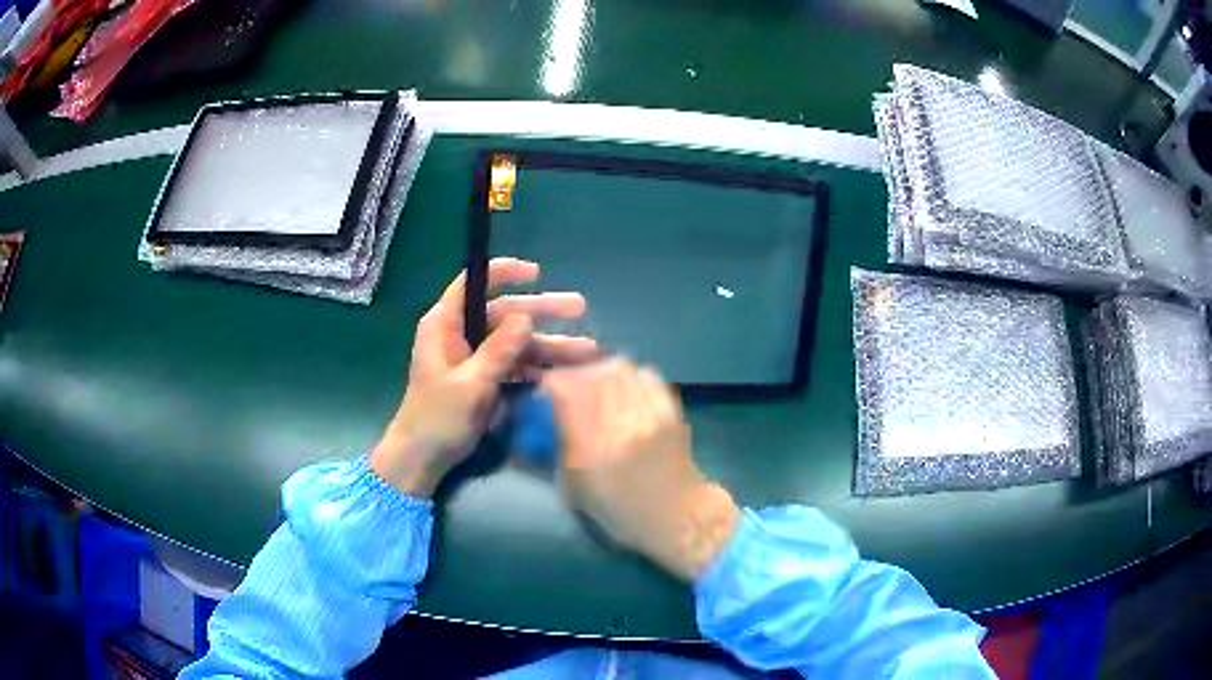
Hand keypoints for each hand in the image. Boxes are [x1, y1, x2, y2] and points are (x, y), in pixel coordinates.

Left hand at [371, 258, 594, 497]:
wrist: (424, 457)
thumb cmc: (438, 417)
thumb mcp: (471, 383)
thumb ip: (499, 350)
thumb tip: (527, 318)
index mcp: (445, 324)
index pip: (473, 283)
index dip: (504, 272)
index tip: (536, 273)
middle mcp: (460, 333)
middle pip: (505, 312)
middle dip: (543, 312)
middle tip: (580, 308)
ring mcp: (474, 357)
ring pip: (515, 341)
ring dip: (549, 344)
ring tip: (587, 348)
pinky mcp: (484, 378)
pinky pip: (514, 364)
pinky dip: (537, 367)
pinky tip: (564, 371)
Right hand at [544, 360, 739, 580]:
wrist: (677, 517)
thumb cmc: (622, 511)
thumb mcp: (576, 492)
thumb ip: (557, 457)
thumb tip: (535, 434)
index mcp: (592, 447)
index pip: (567, 392)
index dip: (553, 384)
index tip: (547, 391)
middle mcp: (620, 423)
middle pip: (593, 374)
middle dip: (576, 374)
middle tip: (571, 385)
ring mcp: (648, 413)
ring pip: (621, 369)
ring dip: (603, 372)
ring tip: (599, 383)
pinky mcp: (670, 410)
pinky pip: (648, 376)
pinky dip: (632, 377)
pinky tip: (628, 389)